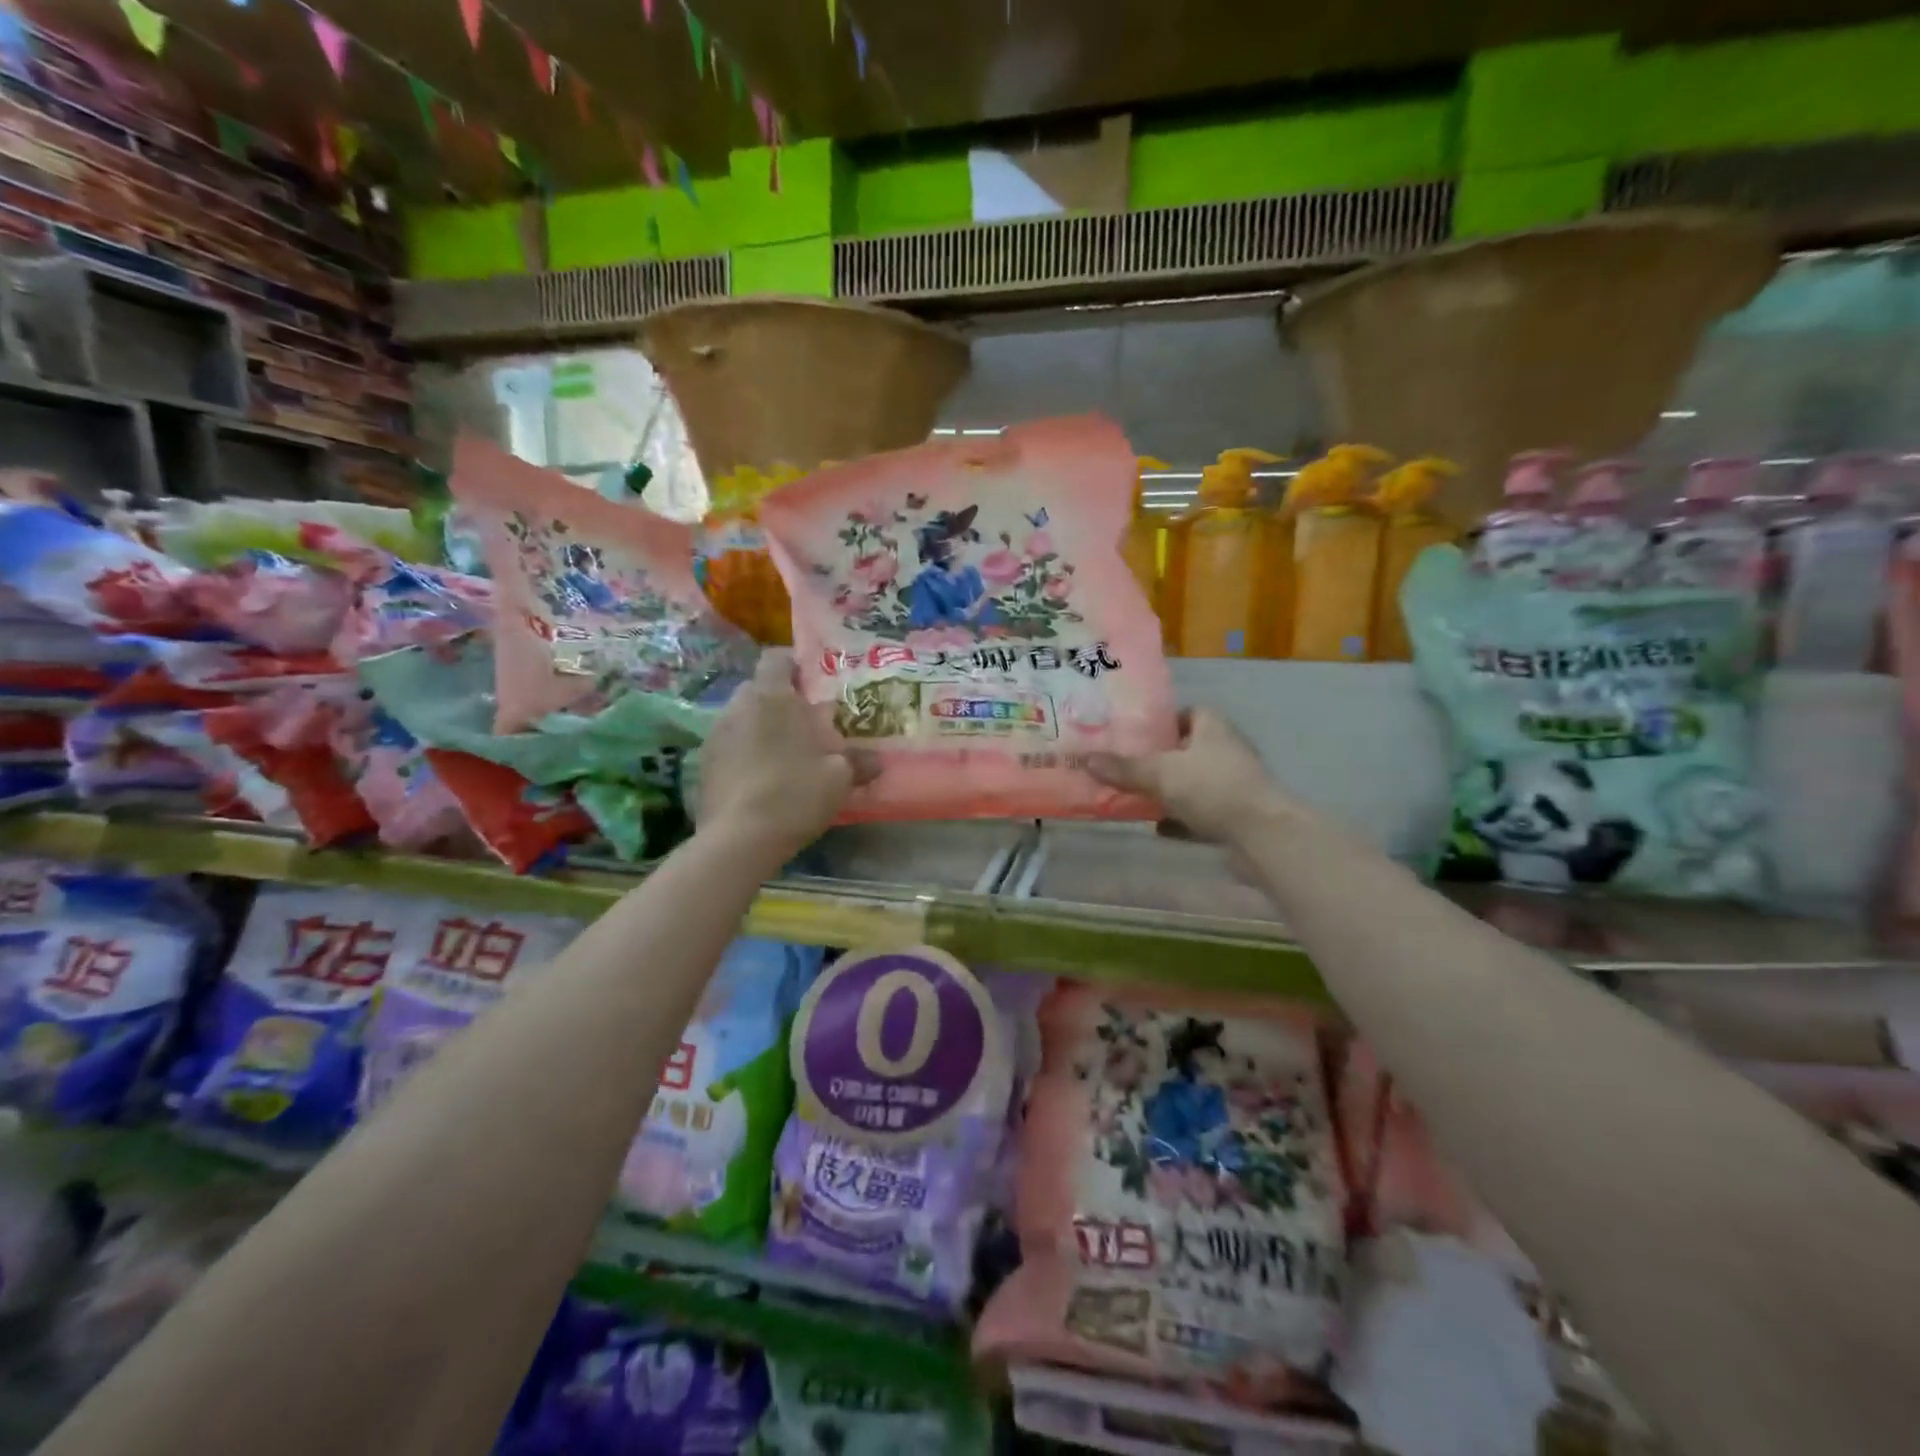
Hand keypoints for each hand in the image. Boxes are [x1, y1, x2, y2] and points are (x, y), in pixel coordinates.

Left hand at [696, 650, 875, 859]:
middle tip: (807, 725)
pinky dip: (745, 753)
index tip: (814, 684)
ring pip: (743, 717)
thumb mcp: (839, 777)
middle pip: (760, 688)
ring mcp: (716, 734)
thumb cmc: (795, 792)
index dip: (795, 665)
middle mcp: (738, 705)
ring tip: (786, 755)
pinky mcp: (703, 763)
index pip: (777, 658)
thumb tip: (876, 761)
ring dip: (762, 728)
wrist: (739, 839)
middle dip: (781, 701)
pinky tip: (763, 779)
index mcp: (772, 696)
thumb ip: (859, 762)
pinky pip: (730, 745)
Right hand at [1087, 709, 1304, 846]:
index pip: (1186, 713)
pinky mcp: (1235, 815)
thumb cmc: (1212, 788)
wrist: (1262, 836)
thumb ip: (1124, 768)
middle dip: (1158, 758)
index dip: (1161, 721)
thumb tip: (1084, 759)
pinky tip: (1156, 827)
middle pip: (1186, 749)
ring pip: (1192, 782)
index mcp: (1213, 727)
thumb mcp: (1161, 774)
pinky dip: (1180, 819)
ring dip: (1168, 790)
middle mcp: (1225, 750)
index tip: (1133, 733)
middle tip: (1123, 765)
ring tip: (1133, 795)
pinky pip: (1199, 812)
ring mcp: (1232, 784)